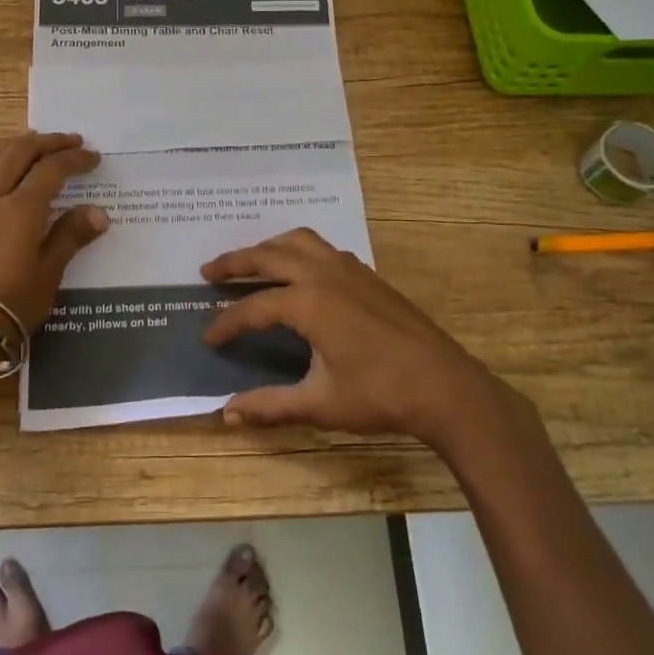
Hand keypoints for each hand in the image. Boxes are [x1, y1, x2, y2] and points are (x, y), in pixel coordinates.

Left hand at [0, 132, 108, 344]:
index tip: (93, 158)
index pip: (52, 170)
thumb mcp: (48, 274)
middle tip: (69, 141)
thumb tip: (98, 213)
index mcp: (21, 209)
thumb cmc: (9, 305)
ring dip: (12, 146)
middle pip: (19, 153)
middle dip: (47, 143)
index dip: (74, 160)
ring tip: (29, 144)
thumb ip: (70, 237)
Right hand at [201, 228, 530, 449]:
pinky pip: (323, 249)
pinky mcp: (368, 275)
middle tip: (208, 272)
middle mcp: (324, 274)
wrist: (445, 386)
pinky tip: (299, 272)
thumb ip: (270, 405)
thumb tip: (227, 413)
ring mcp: (349, 269)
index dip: (226, 324)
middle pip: (269, 256)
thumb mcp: (319, 403)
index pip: (253, 308)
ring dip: (270, 247)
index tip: (208, 338)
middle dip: (235, 262)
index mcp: (308, 302)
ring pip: (299, 241)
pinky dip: (300, 251)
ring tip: (251, 262)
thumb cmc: (380, 395)